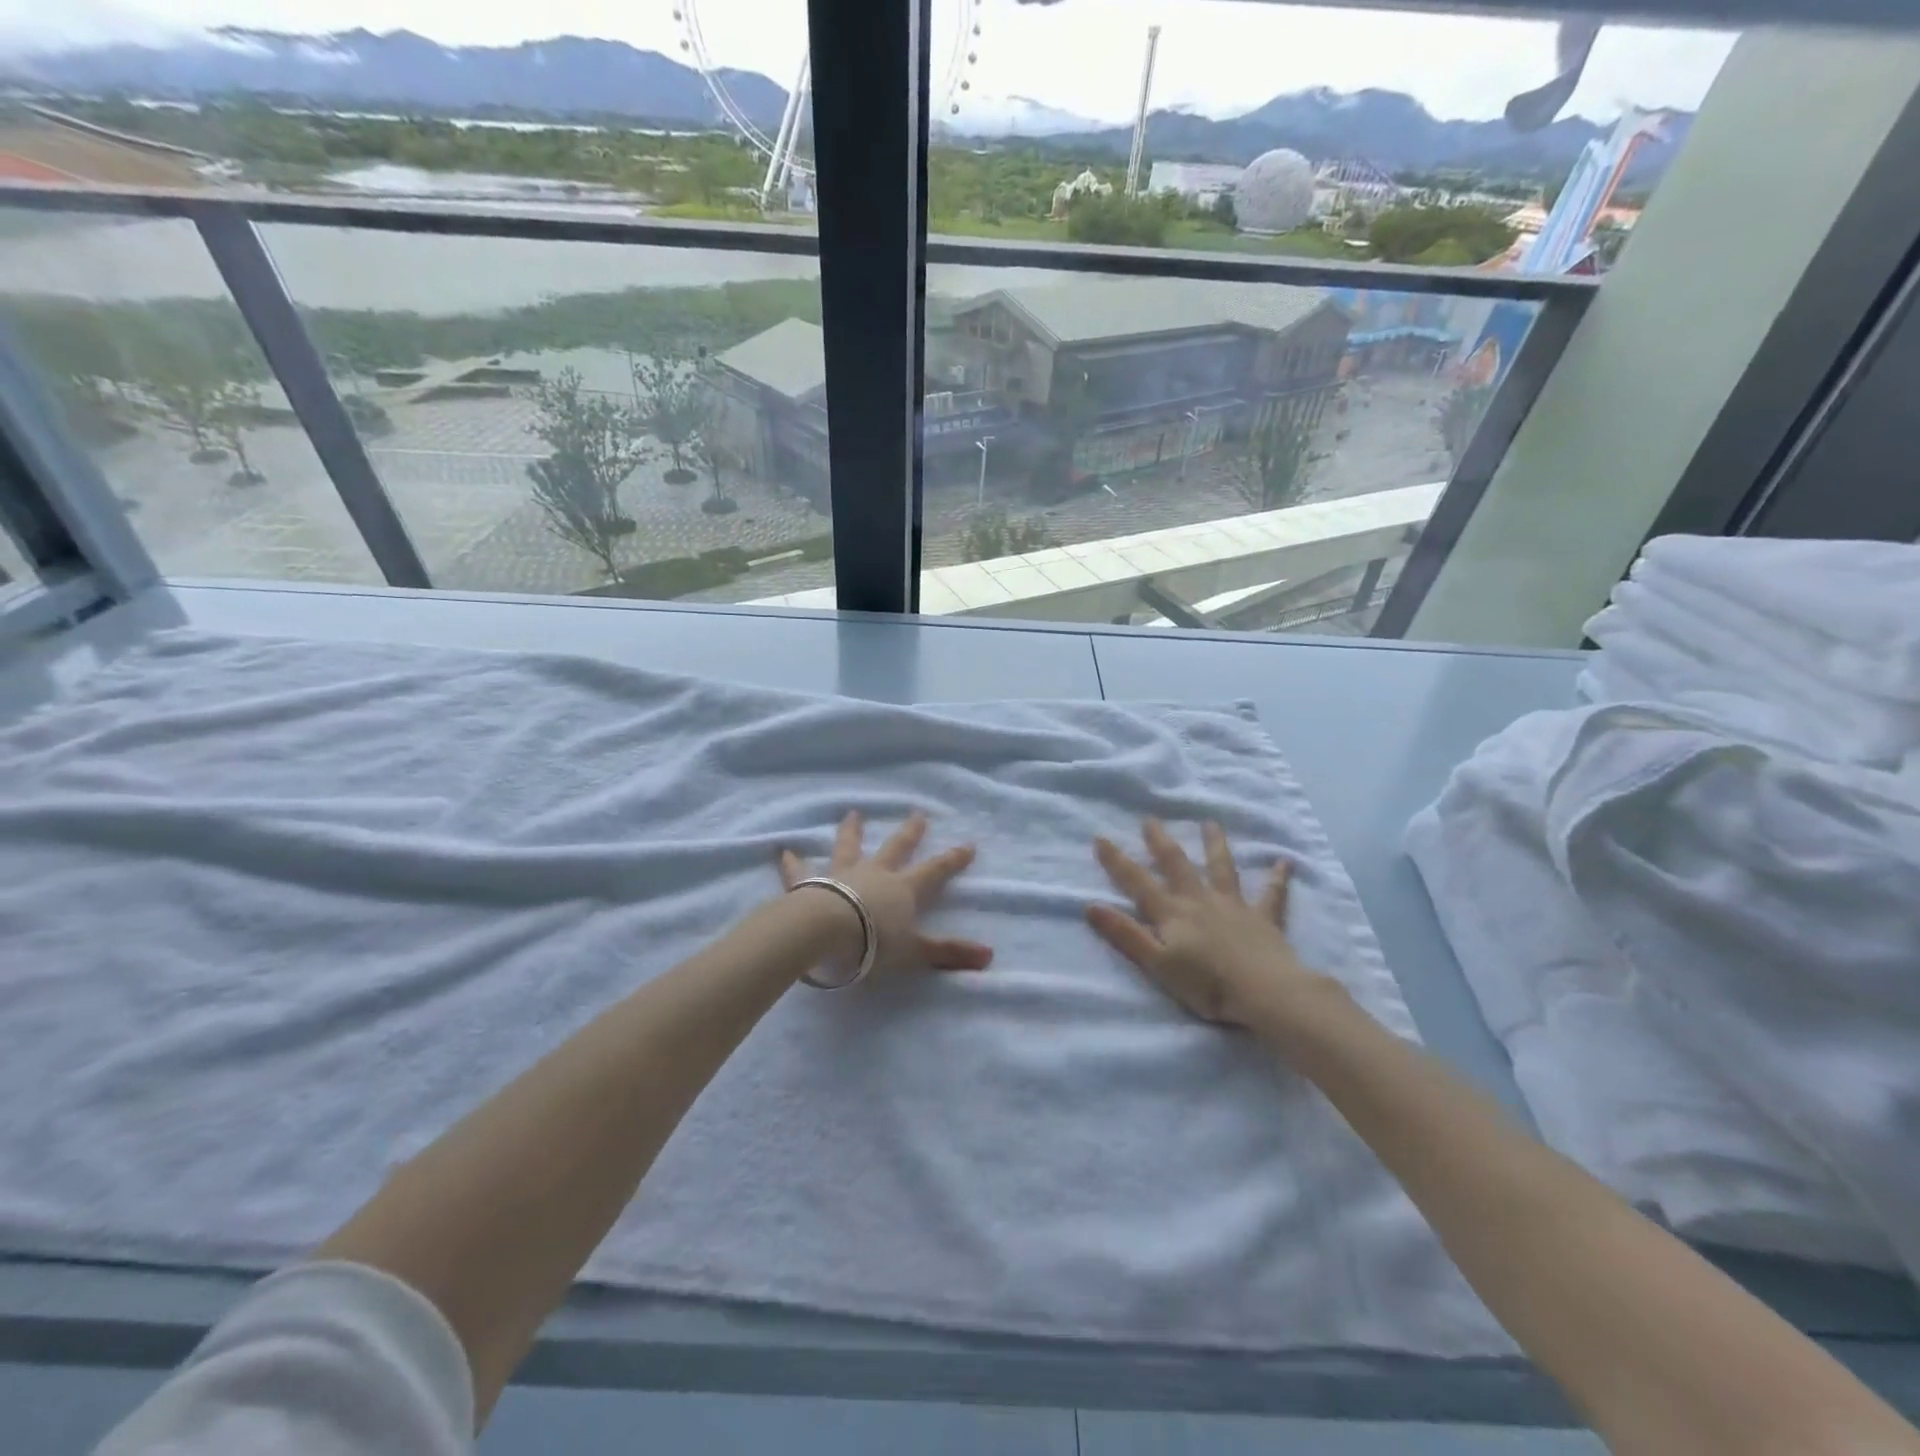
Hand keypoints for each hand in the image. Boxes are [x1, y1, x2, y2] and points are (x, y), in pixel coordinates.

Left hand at [780, 810, 993, 979]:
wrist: (825, 933)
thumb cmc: (872, 943)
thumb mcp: (915, 952)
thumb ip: (948, 953)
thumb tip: (990, 956)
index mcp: (902, 889)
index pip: (934, 871)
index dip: (952, 860)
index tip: (968, 845)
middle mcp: (874, 874)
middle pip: (895, 848)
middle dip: (909, 833)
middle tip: (917, 814)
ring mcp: (842, 875)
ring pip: (849, 848)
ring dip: (852, 832)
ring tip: (852, 814)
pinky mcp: (810, 884)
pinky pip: (800, 872)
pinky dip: (792, 863)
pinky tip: (783, 852)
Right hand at [1088, 819, 1338, 1030]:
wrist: (1265, 992)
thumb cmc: (1206, 985)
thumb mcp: (1157, 964)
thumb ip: (1125, 934)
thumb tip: (1090, 905)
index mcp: (1172, 912)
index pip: (1137, 882)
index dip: (1117, 861)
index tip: (1101, 837)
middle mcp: (1200, 900)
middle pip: (1177, 865)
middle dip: (1161, 842)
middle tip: (1151, 819)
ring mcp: (1233, 905)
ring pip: (1221, 868)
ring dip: (1214, 844)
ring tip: (1210, 823)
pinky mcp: (1263, 918)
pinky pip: (1272, 894)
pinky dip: (1278, 877)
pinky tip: (1285, 861)